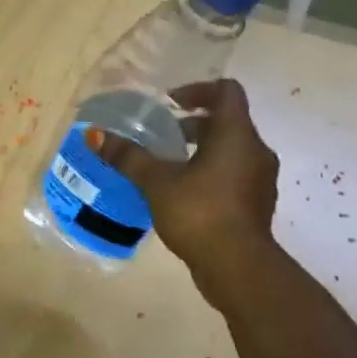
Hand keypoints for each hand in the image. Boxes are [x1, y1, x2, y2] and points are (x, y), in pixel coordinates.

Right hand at [88, 78, 280, 268]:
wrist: (238, 267)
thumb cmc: (199, 212)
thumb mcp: (156, 182)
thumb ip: (128, 157)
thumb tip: (96, 136)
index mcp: (236, 135)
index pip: (226, 91)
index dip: (197, 90)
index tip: (170, 104)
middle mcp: (255, 150)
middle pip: (227, 121)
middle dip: (193, 124)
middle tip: (161, 136)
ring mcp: (260, 179)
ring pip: (230, 150)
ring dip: (201, 149)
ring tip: (167, 166)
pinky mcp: (256, 204)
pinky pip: (233, 174)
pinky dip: (210, 173)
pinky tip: (182, 193)